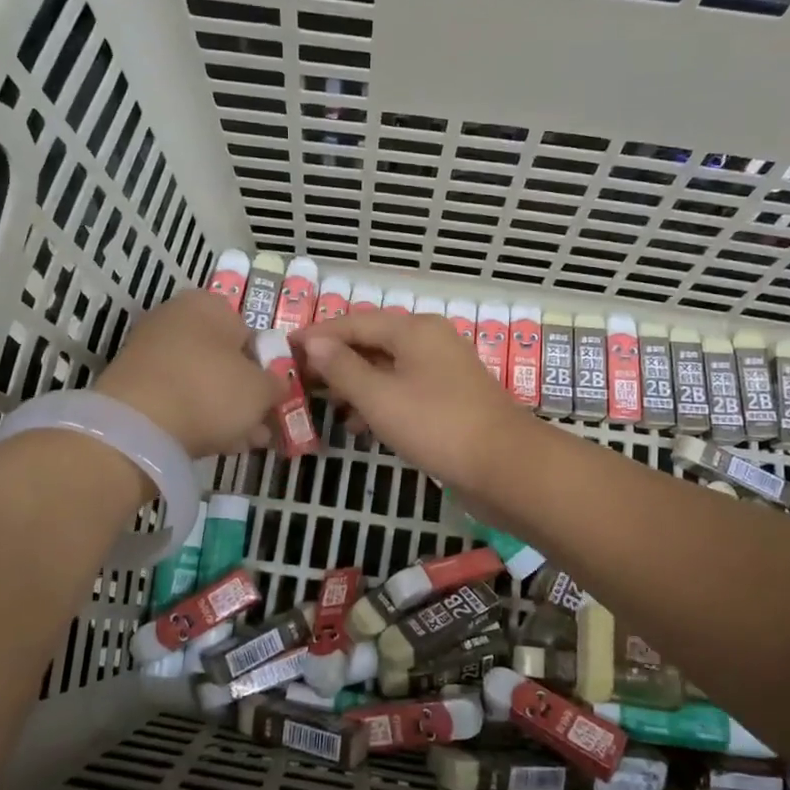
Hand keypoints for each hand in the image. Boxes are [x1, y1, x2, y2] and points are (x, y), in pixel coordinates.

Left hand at [96, 290, 275, 457]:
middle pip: (223, 358)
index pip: (250, 333)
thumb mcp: (262, 390)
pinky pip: (177, 397)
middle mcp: (175, 318)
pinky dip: (196, 416)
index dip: (266, 367)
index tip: (274, 397)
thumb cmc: (211, 392)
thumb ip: (277, 384)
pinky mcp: (132, 384)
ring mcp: (149, 351)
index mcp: (208, 304)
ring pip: (201, 380)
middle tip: (261, 423)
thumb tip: (277, 384)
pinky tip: (216, 442)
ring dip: (224, 409)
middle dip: (244, 392)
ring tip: (244, 440)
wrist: (138, 427)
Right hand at [295, 311, 534, 494]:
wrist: (504, 466)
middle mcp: (429, 341)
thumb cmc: (436, 425)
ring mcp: (442, 370)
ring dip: (354, 385)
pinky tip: (358, 425)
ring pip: (387, 368)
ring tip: (322, 407)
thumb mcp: (379, 397)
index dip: (317, 336)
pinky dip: (378, 402)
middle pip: (371, 342)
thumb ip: (343, 368)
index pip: (353, 322)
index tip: (284, 351)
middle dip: (334, 362)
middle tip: (298, 382)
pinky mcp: (449, 398)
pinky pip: (403, 389)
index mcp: (413, 329)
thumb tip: (312, 343)